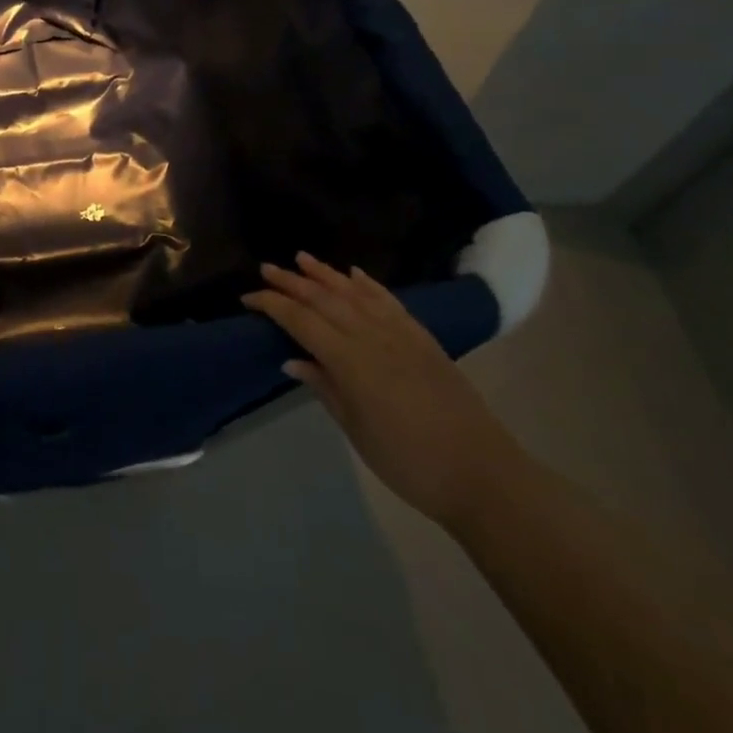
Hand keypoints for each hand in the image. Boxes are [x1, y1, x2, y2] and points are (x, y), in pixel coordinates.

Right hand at [244, 254, 525, 528]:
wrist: (483, 475)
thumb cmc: (410, 462)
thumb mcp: (357, 430)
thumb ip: (324, 388)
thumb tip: (292, 359)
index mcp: (349, 360)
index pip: (300, 321)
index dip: (272, 305)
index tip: (248, 299)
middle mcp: (371, 336)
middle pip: (323, 299)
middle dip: (291, 282)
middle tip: (266, 268)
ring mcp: (400, 333)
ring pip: (354, 292)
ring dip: (325, 273)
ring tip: (301, 257)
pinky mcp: (423, 338)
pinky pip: (388, 301)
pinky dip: (368, 284)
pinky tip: (354, 274)